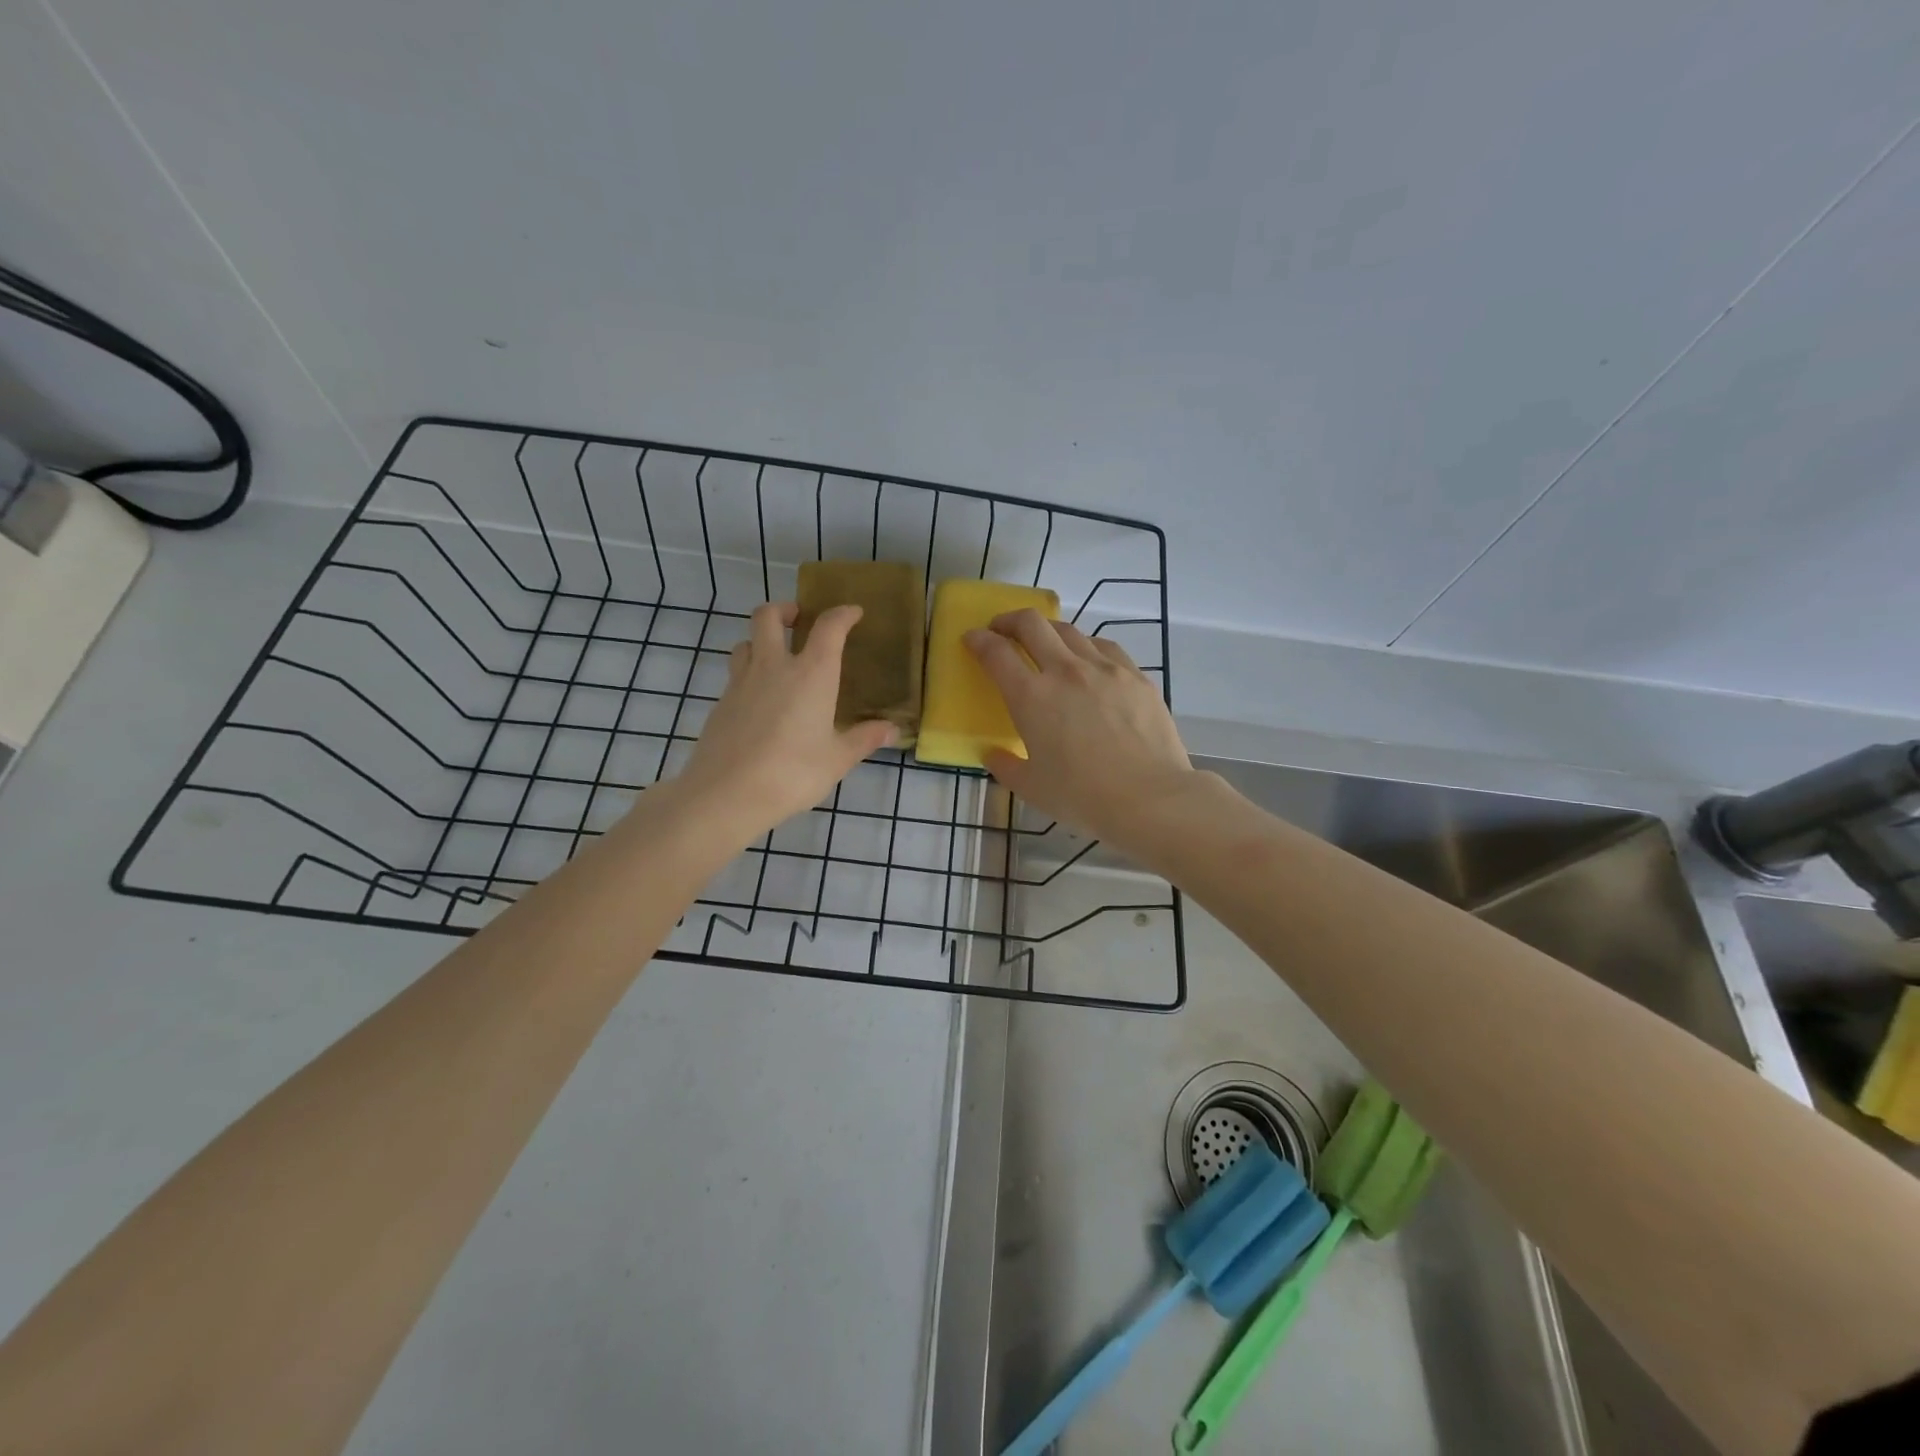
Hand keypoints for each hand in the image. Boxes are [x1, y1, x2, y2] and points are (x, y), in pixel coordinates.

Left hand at [673, 602, 895, 845]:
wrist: (726, 794)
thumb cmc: (792, 773)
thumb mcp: (837, 759)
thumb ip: (864, 739)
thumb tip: (892, 730)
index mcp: (812, 674)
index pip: (829, 627)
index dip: (843, 614)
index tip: (853, 614)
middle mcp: (774, 666)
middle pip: (769, 616)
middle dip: (786, 610)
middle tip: (799, 621)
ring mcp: (742, 682)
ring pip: (746, 641)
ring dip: (762, 639)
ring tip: (776, 657)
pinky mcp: (721, 702)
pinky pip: (736, 673)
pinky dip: (749, 672)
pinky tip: (760, 699)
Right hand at [964, 610, 1194, 846]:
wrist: (1150, 798)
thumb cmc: (1082, 797)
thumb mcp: (1032, 788)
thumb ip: (1005, 767)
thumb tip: (993, 755)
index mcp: (1031, 697)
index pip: (996, 653)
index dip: (979, 640)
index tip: (972, 639)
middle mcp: (1065, 671)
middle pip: (1032, 624)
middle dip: (1009, 621)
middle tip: (1002, 630)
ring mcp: (1104, 669)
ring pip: (1070, 630)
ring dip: (1049, 631)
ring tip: (1046, 644)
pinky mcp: (1136, 676)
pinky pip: (1104, 647)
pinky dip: (1086, 646)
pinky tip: (1088, 660)